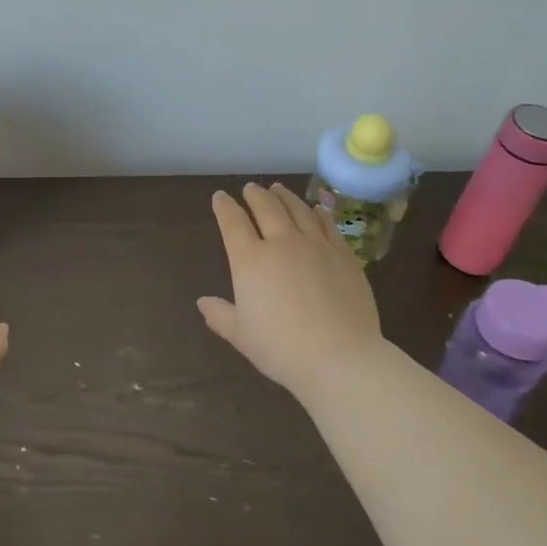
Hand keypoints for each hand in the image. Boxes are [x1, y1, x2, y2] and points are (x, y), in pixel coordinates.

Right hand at [197, 182, 383, 398]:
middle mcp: (282, 243)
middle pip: (266, 208)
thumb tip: (202, 302)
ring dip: (285, 197)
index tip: (220, 197)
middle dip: (255, 195)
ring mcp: (316, 246)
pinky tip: (317, 209)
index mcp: (251, 261)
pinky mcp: (344, 255)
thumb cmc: (282, 349)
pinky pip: (328, 225)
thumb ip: (220, 315)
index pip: (233, 223)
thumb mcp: (241, 336)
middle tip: (250, 188)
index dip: (224, 207)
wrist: (340, 357)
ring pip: (298, 210)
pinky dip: (319, 213)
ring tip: (278, 188)